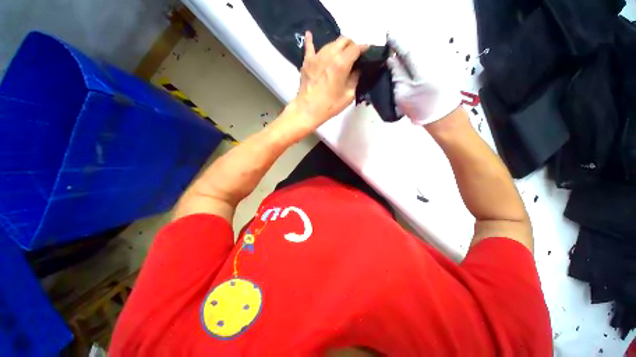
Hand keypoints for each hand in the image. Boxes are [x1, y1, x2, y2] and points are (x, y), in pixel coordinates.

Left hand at [288, 32, 363, 131]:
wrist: (307, 110)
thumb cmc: (329, 106)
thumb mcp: (348, 96)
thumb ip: (355, 79)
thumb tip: (357, 69)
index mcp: (341, 63)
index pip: (356, 48)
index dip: (363, 48)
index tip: (367, 52)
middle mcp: (329, 55)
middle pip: (344, 40)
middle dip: (351, 45)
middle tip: (354, 55)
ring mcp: (317, 56)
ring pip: (331, 43)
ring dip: (338, 46)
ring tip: (340, 54)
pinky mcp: (307, 61)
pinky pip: (309, 46)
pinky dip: (311, 40)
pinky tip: (310, 34)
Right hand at [387, 31, 461, 125]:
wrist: (442, 115)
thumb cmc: (419, 108)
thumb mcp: (402, 94)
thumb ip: (397, 74)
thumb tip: (392, 59)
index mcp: (422, 69)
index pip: (407, 50)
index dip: (397, 43)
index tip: (388, 37)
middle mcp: (434, 60)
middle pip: (416, 47)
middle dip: (403, 47)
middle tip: (393, 51)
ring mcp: (442, 61)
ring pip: (423, 50)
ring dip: (411, 52)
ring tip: (401, 58)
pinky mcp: (445, 64)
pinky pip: (429, 55)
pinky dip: (419, 56)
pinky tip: (413, 63)